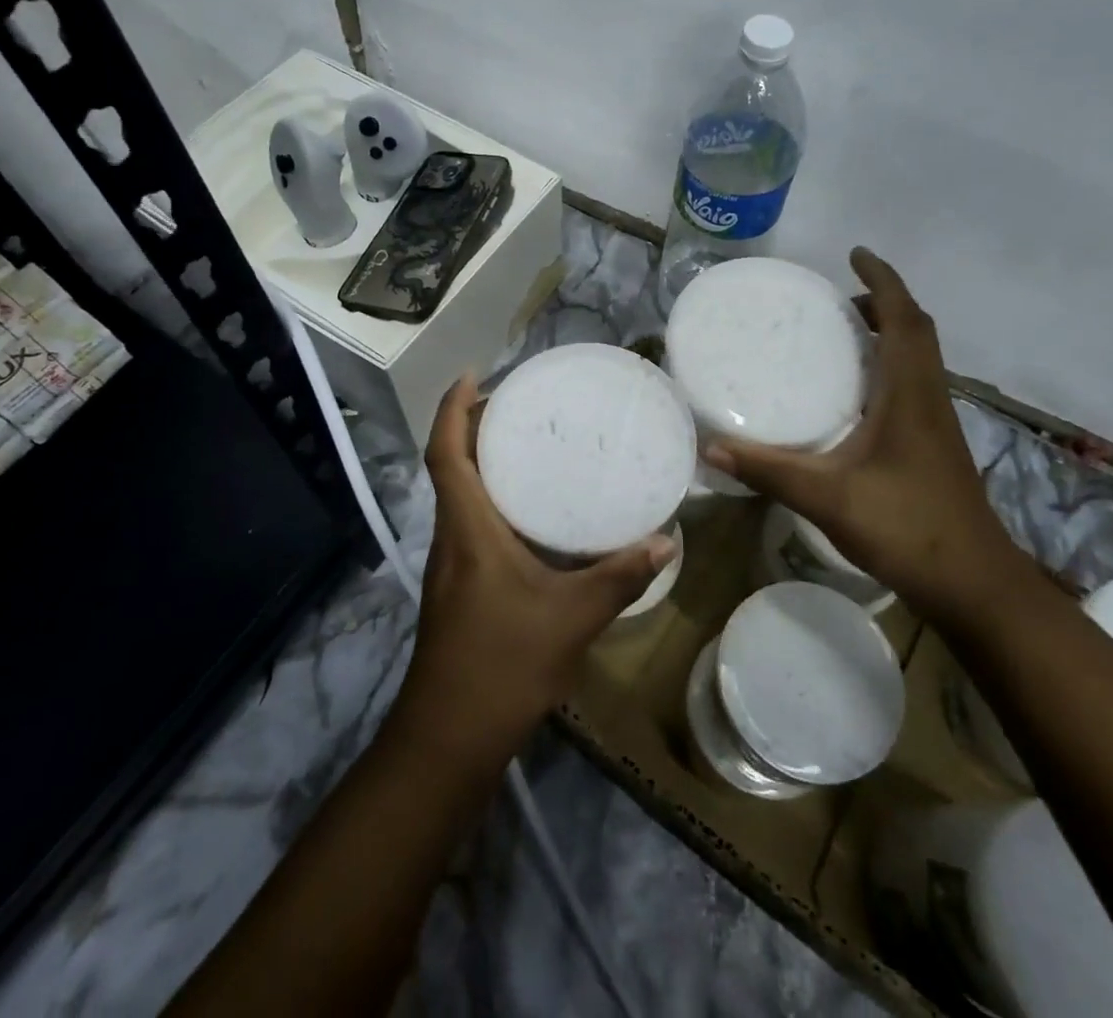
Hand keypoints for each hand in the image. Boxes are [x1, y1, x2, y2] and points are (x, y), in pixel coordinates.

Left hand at [393, 375, 678, 756]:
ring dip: (481, 461)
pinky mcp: (460, 585)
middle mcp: (452, 536)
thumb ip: (620, 576)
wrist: (449, 737)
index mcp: (467, 528)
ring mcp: (451, 563)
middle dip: (473, 425)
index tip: (473, 375)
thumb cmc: (502, 665)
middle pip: (450, 464)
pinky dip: (493, 498)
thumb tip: (667, 541)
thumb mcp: (572, 617)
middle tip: (518, 402)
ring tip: (528, 443)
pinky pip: (471, 521)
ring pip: (459, 494)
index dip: (452, 408)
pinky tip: (532, 512)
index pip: (445, 452)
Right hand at [702, 247, 1019, 620]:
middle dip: (883, 303)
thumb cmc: (908, 529)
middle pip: (916, 332)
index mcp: (910, 395)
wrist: (976, 587)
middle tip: (838, 297)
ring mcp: (937, 425)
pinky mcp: (935, 447)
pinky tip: (856, 394)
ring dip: (890, 333)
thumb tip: (711, 447)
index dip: (883, 281)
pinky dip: (889, 367)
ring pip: (919, 358)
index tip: (856, 254)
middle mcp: (929, 399)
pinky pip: (914, 385)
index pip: (904, 320)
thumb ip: (769, 471)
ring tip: (844, 332)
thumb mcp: (828, 498)